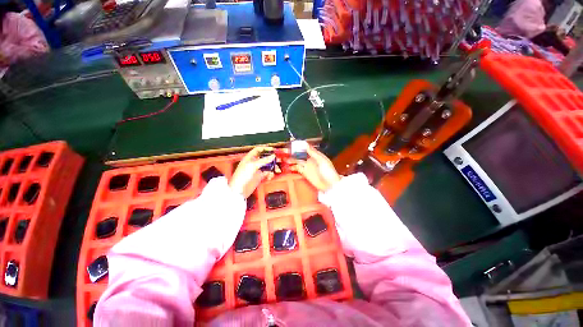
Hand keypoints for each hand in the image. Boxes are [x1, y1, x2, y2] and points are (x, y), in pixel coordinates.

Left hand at [230, 146, 275, 196]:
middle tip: (277, 160)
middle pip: (264, 158)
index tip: (273, 150)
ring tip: (275, 169)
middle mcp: (253, 163)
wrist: (239, 190)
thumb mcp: (253, 166)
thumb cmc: (240, 177)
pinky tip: (270, 176)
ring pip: (267, 166)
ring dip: (272, 167)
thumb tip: (272, 156)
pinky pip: (267, 173)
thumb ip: (264, 160)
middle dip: (271, 159)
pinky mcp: (259, 177)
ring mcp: (256, 170)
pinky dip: (270, 174)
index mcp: (249, 158)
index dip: (265, 149)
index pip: (258, 150)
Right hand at [289, 144, 339, 191]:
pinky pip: (297, 168)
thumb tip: (305, 144)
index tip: (291, 142)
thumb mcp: (322, 160)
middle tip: (285, 150)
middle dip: (292, 152)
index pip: (305, 148)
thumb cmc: (328, 171)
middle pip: (299, 154)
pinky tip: (288, 166)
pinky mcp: (304, 173)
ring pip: (297, 160)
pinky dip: (292, 167)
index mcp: (315, 155)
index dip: (299, 145)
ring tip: (284, 158)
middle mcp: (310, 159)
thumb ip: (313, 152)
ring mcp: (306, 166)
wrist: (330, 185)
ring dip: (291, 159)